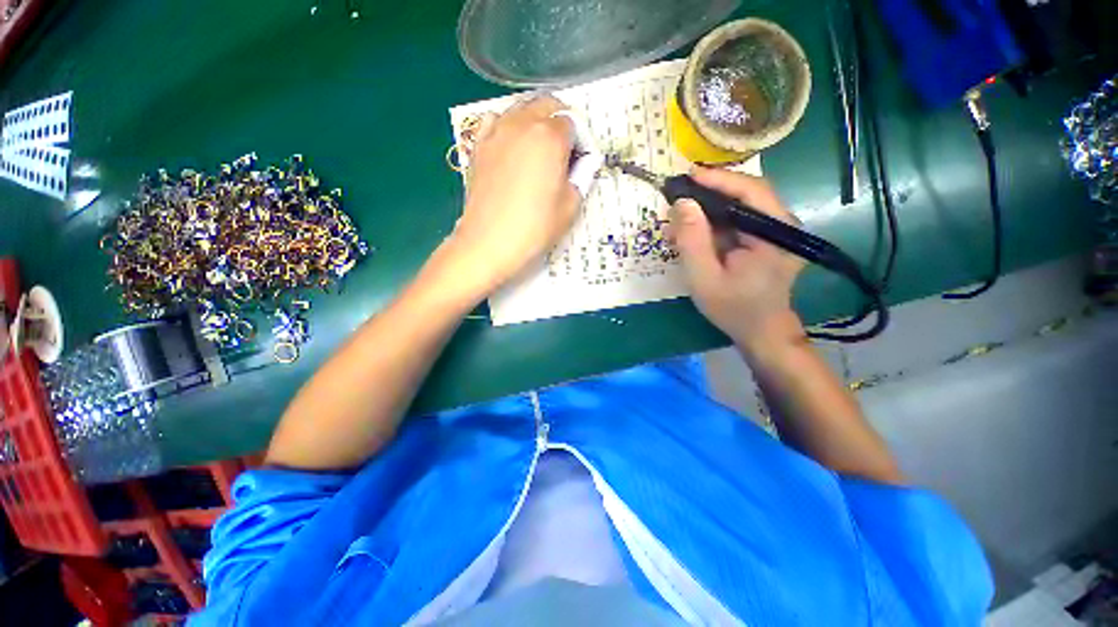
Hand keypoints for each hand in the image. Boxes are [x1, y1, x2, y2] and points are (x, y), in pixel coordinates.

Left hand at [438, 95, 580, 298]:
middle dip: (561, 122)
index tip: (580, 162)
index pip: (573, 123)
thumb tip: (583, 163)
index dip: (581, 141)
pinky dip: (508, 125)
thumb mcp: (570, 206)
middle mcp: (523, 124)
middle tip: (565, 152)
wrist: (489, 243)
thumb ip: (582, 177)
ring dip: (536, 120)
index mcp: (550, 138)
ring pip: (522, 108)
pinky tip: (512, 146)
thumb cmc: (534, 228)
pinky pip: (495, 120)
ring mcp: (497, 131)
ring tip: (540, 149)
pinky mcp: (479, 145)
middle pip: (547, 105)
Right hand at [667, 167, 805, 354]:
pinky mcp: (766, 238)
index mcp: (775, 232)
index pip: (750, 191)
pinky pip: (738, 220)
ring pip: (741, 205)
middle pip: (746, 193)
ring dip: (709, 207)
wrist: (761, 332)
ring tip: (681, 217)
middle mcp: (782, 224)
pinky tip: (695, 231)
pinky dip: (715, 221)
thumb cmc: (733, 309)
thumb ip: (692, 241)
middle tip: (678, 195)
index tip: (687, 176)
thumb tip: (682, 203)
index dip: (717, 179)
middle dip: (710, 192)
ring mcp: (776, 231)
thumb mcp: (704, 278)